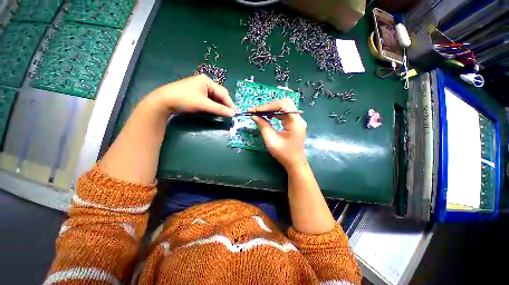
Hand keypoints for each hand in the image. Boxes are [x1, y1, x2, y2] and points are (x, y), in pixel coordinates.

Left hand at [146, 74, 235, 116]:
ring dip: (219, 106)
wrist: (163, 101)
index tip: (235, 113)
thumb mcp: (204, 105)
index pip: (223, 93)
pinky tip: (214, 111)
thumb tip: (233, 114)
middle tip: (229, 114)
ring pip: (214, 98)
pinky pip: (209, 100)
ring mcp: (200, 89)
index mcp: (207, 81)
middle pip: (219, 95)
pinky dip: (213, 106)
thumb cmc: (185, 99)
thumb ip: (219, 109)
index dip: (230, 103)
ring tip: (223, 114)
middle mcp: (205, 83)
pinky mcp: (196, 94)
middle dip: (225, 104)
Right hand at [250, 98, 307, 169]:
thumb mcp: (271, 141)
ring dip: (271, 109)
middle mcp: (298, 119)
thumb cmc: (284, 154)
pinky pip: (284, 113)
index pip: (283, 105)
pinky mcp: (294, 123)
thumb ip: (263, 126)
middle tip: (257, 111)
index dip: (269, 106)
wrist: (295, 163)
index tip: (256, 110)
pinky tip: (268, 117)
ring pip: (284, 107)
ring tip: (260, 113)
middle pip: (284, 103)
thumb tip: (254, 116)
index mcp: (295, 123)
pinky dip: (275, 113)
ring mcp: (297, 120)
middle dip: (270, 106)